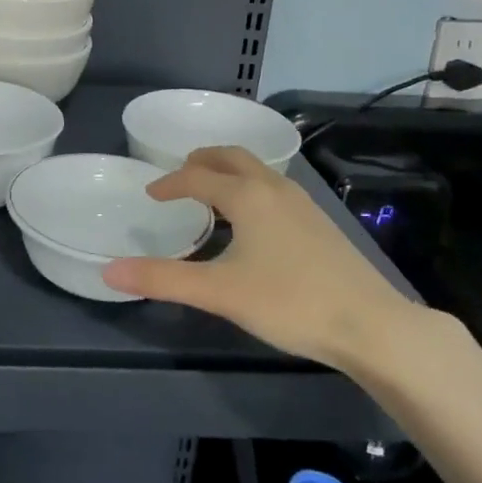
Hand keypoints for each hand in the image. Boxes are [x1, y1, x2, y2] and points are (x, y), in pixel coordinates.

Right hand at [101, 147, 419, 372]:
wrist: (372, 325)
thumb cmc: (290, 302)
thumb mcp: (219, 292)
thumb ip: (163, 279)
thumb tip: (109, 271)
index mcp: (247, 196)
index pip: (198, 176)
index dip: (170, 183)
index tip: (151, 194)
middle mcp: (274, 188)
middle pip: (232, 157)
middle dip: (202, 160)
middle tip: (181, 174)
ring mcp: (302, 203)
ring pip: (258, 171)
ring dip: (229, 172)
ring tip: (212, 193)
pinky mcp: (320, 223)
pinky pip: (274, 188)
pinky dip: (251, 188)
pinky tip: (254, 222)